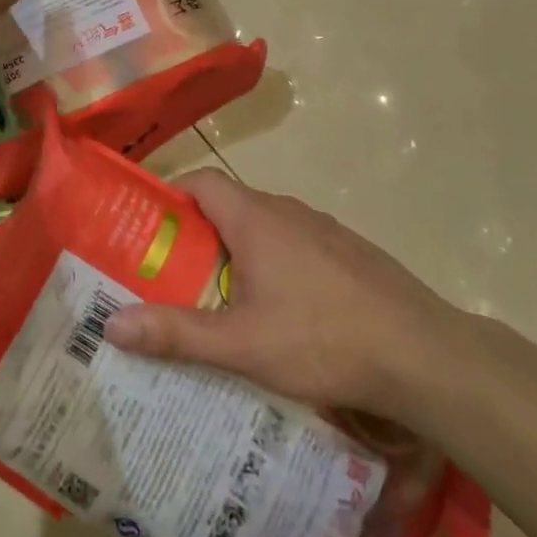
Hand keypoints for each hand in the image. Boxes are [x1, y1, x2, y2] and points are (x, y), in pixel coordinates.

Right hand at [103, 170, 462, 424]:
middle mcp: (286, 210)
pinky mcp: (350, 252)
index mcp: (254, 217)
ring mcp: (323, 229)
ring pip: (264, 228)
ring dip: (238, 253)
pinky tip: (284, 314)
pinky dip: (276, 265)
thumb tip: (111, 325)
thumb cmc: (322, 338)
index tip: (147, 232)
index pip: (199, 182)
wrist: (425, 354)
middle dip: (198, 236)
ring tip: (223, 300)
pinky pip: (297, 246)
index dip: (169, 198)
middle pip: (228, 206)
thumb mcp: (242, 343)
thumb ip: (176, 332)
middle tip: (175, 277)